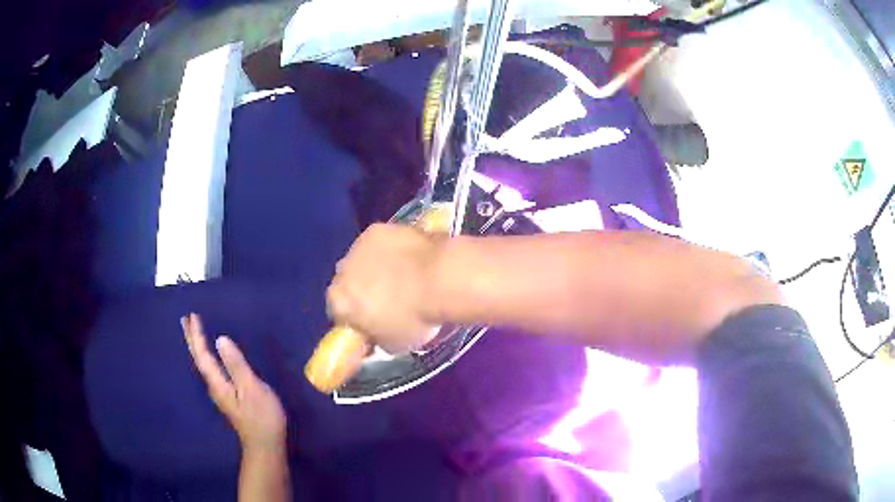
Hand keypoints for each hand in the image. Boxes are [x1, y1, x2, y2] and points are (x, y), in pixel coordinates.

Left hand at [183, 313, 285, 453]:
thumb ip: (236, 364)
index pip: (202, 354)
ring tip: (193, 333)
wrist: (265, 444)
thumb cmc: (261, 416)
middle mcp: (214, 385)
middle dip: (191, 339)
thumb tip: (220, 339)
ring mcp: (220, 392)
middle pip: (198, 359)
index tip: (193, 315)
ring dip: (196, 347)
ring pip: (203, 364)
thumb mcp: (252, 388)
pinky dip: (205, 357)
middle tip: (185, 319)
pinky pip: (210, 369)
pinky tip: (209, 356)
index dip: (197, 335)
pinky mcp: (227, 395)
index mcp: (217, 382)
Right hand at [327, 223, 444, 353]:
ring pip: (361, 260)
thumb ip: (376, 339)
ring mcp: (358, 246)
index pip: (339, 313)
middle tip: (387, 298)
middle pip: (347, 283)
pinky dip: (389, 248)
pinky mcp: (377, 228)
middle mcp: (341, 271)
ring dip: (373, 266)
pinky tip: (408, 255)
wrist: (440, 279)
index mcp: (338, 302)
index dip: (355, 318)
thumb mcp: (393, 344)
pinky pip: (378, 242)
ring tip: (401, 274)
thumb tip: (375, 335)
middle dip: (361, 290)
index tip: (371, 322)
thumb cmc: (415, 318)